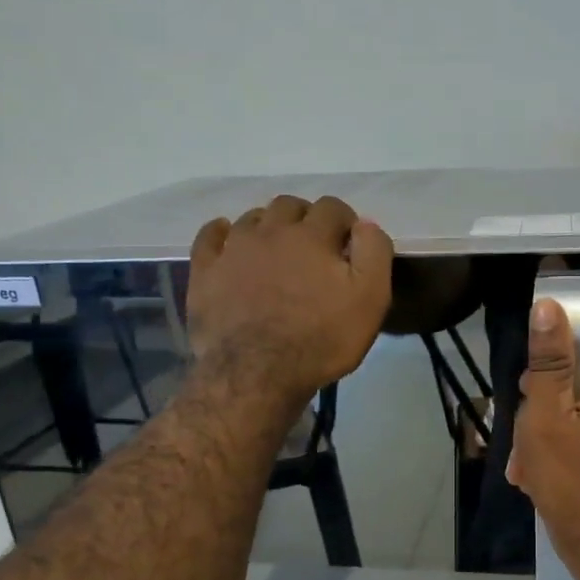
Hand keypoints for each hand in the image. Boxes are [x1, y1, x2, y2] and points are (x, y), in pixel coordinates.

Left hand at [188, 195, 393, 401]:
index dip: (345, 221)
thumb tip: (365, 224)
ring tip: (277, 249)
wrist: (257, 373)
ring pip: (252, 219)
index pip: (333, 208)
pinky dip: (221, 232)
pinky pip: (210, 237)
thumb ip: (373, 253)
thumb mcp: (369, 299)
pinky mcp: (205, 272)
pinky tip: (227, 238)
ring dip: (269, 225)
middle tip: (315, 246)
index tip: (350, 244)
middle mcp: (270, 231)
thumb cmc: (321, 339)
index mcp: (312, 236)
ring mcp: (233, 249)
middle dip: (306, 218)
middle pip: (290, 206)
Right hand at [508, 299, 579, 573]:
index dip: (551, 362)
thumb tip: (549, 306)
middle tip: (523, 434)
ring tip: (527, 462)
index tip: (526, 390)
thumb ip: (548, 362)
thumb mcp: (547, 416)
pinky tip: (541, 472)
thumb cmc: (570, 480)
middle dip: (544, 403)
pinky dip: (565, 446)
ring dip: (549, 429)